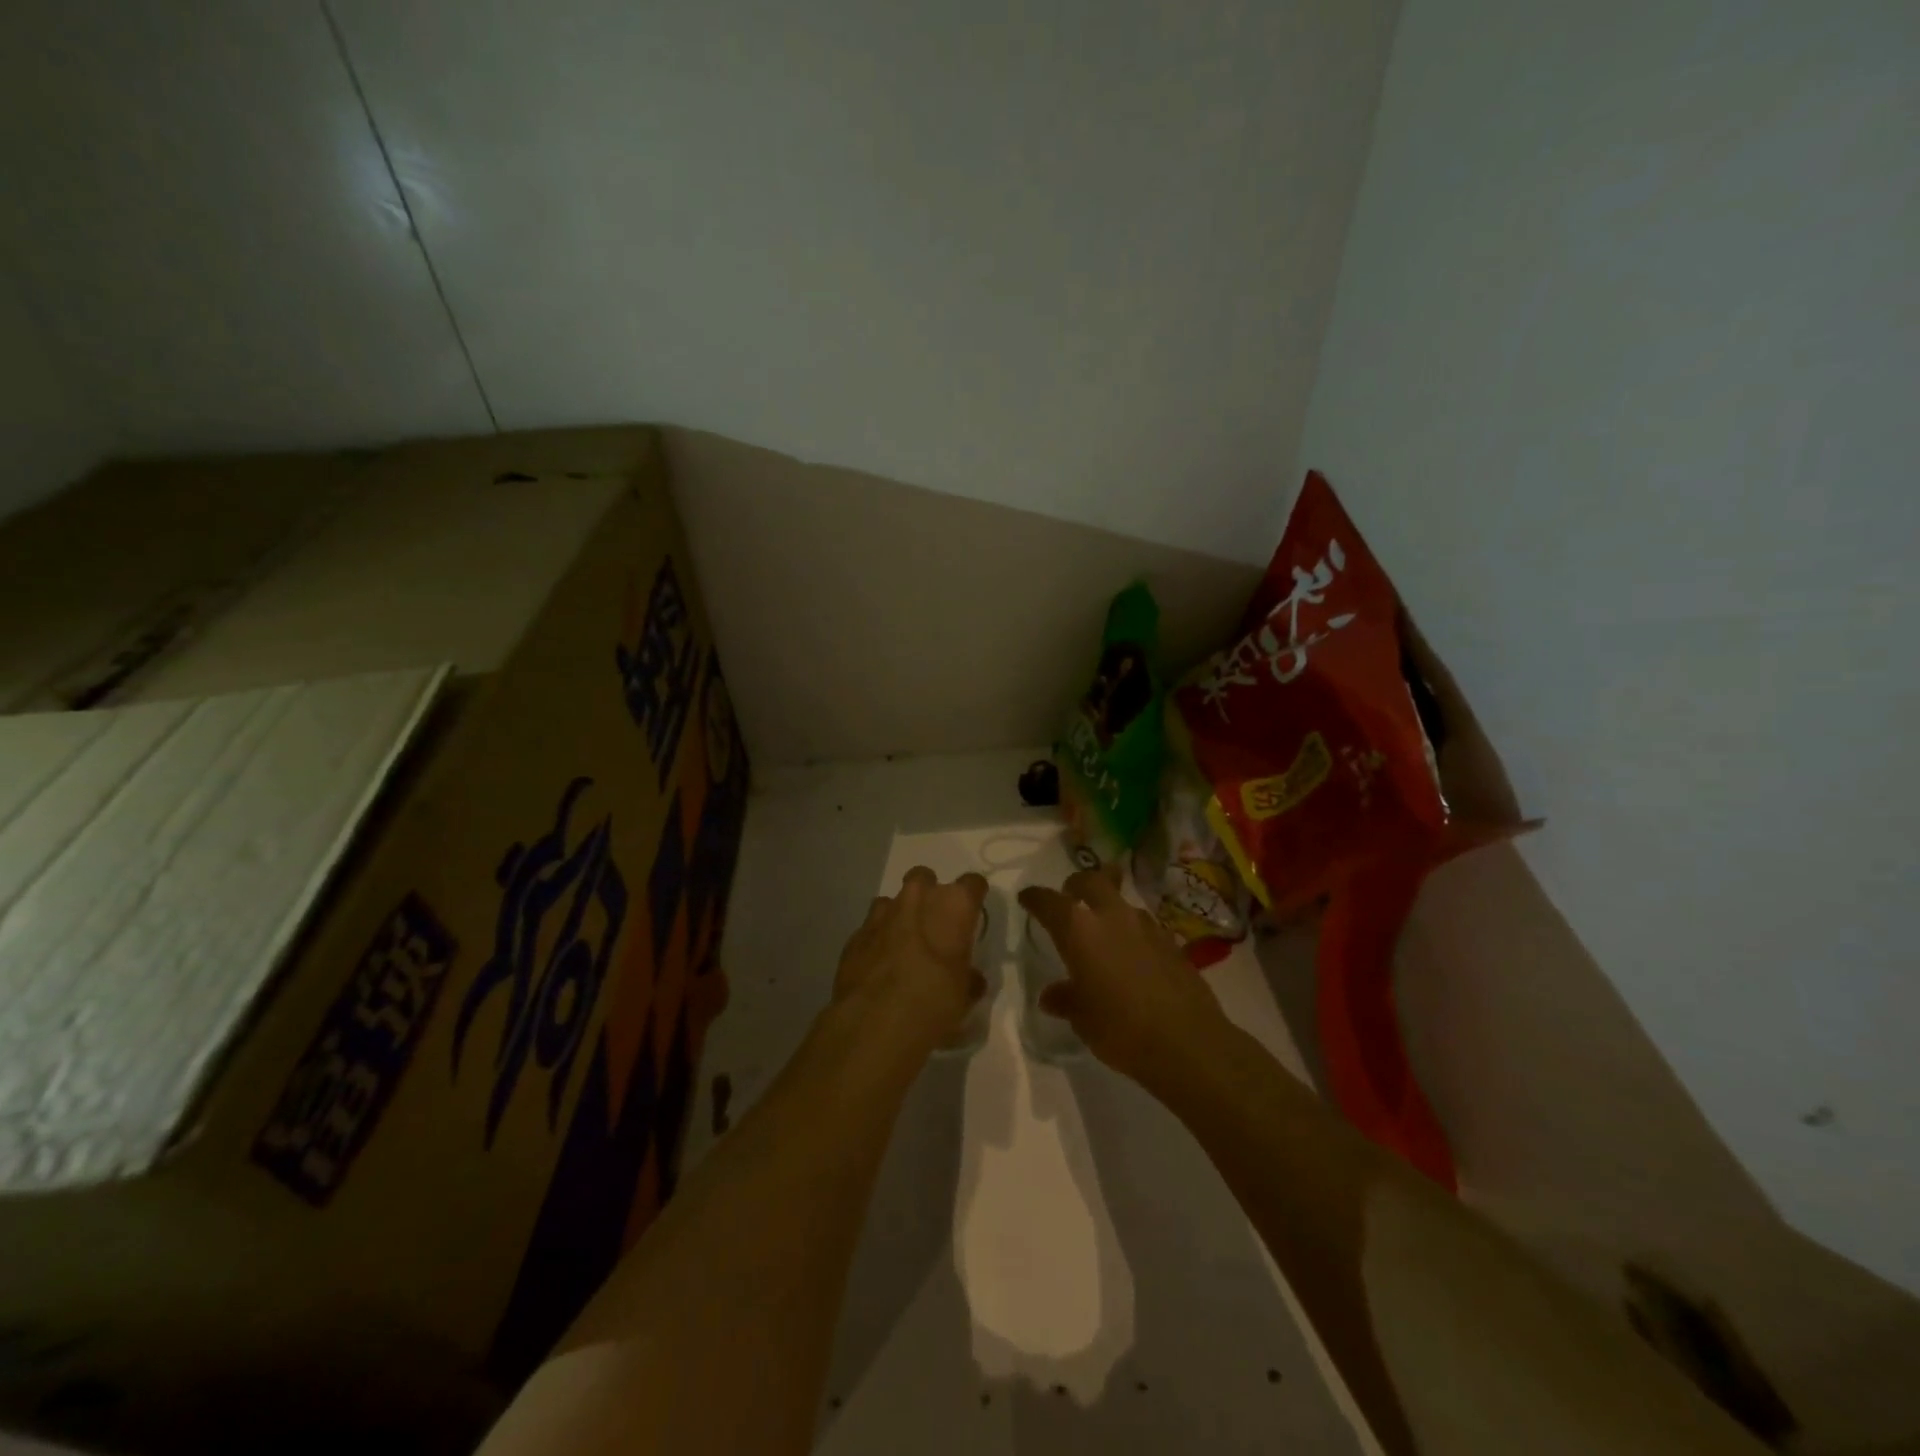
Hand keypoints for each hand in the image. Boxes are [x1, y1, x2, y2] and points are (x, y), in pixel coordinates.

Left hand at [835, 867, 988, 1051]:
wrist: (874, 1022)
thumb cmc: (933, 1002)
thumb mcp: (963, 997)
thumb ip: (969, 980)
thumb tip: (972, 979)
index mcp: (953, 906)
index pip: (973, 884)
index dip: (974, 896)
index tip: (972, 913)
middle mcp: (917, 899)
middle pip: (924, 877)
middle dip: (929, 893)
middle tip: (933, 923)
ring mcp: (882, 914)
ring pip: (892, 900)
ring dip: (899, 915)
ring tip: (903, 944)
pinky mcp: (856, 934)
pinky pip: (871, 927)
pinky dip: (877, 939)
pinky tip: (879, 965)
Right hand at [1018, 865, 1228, 1086]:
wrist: (1187, 1042)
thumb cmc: (1121, 1029)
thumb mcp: (1083, 1019)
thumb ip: (1066, 999)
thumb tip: (1051, 995)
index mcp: (1080, 930)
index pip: (1049, 902)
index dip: (1035, 898)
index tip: (1027, 898)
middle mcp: (1112, 917)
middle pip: (1092, 881)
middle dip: (1077, 884)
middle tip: (1070, 896)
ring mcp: (1146, 926)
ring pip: (1122, 903)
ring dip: (1109, 908)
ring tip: (1104, 931)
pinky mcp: (1171, 942)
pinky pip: (1144, 926)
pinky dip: (1133, 932)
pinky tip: (1133, 956)